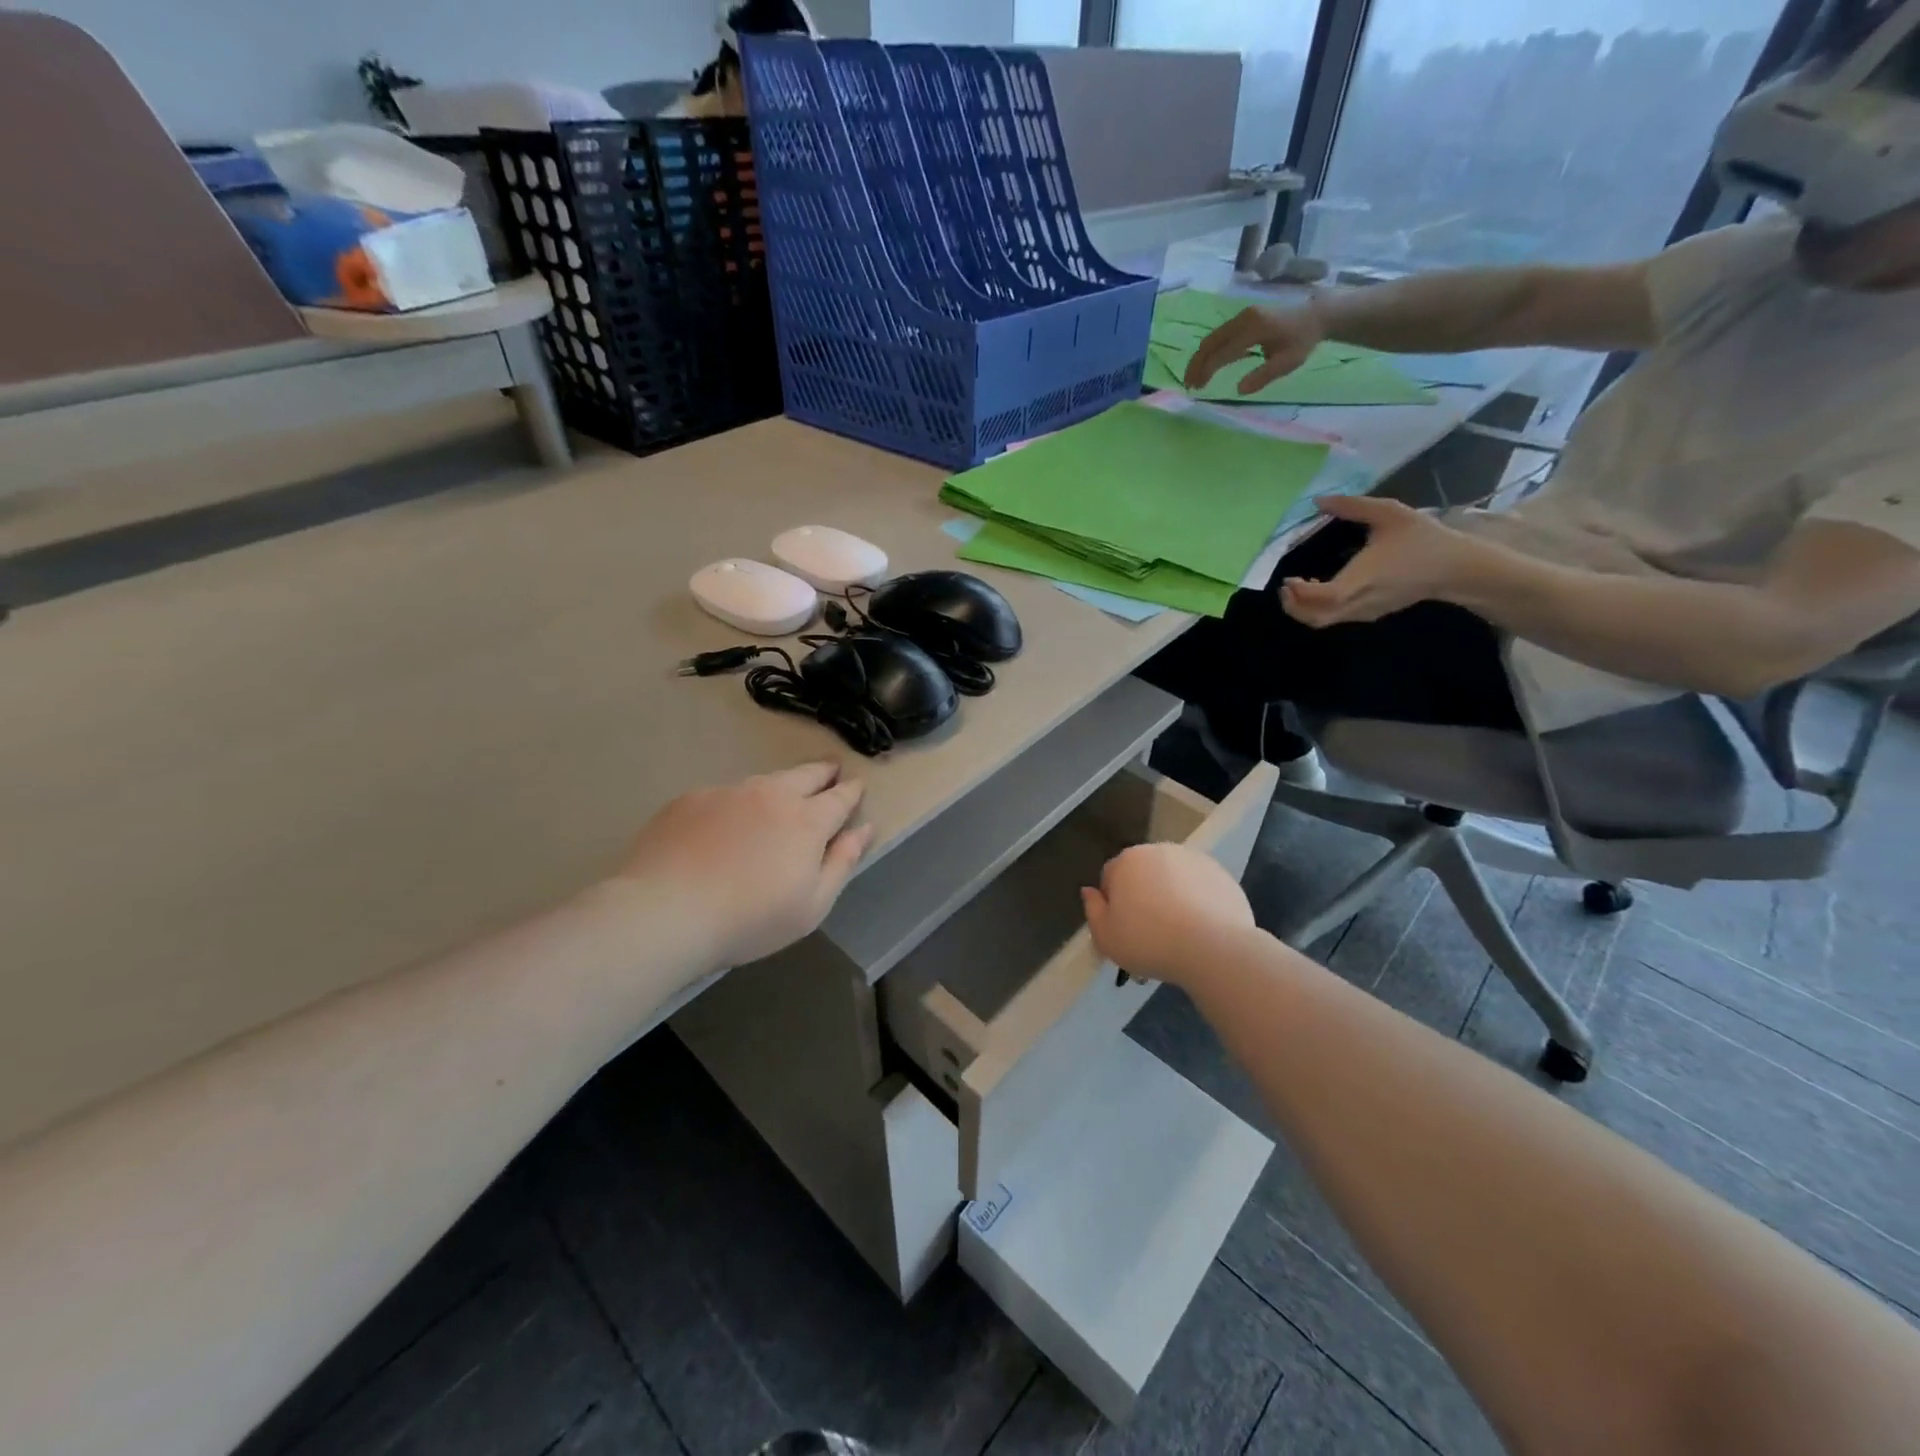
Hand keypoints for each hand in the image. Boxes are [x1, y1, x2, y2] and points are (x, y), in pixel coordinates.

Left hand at [612, 763, 873, 969]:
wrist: (665, 912)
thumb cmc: (750, 919)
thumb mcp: (812, 906)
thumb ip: (842, 862)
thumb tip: (864, 829)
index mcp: (807, 820)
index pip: (840, 797)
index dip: (852, 790)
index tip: (858, 785)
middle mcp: (771, 794)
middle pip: (806, 774)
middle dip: (823, 772)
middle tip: (830, 770)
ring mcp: (728, 792)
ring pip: (764, 781)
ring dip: (780, 786)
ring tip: (779, 797)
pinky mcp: (691, 799)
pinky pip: (725, 795)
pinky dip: (736, 804)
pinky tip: (724, 825)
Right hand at [1080, 842, 1254, 988]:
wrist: (1213, 948)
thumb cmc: (1149, 942)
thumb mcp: (1106, 937)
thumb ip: (1092, 911)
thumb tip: (1089, 891)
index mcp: (1126, 861)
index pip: (1110, 877)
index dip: (1113, 904)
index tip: (1123, 929)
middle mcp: (1158, 851)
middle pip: (1142, 873)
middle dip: (1143, 895)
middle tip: (1150, 932)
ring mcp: (1193, 859)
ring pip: (1172, 877)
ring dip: (1170, 895)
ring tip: (1179, 932)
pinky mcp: (1221, 873)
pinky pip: (1199, 886)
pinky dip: (1197, 901)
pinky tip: (1201, 928)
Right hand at [1185, 302, 1326, 395]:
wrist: (1314, 315)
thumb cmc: (1301, 341)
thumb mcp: (1288, 362)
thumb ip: (1263, 376)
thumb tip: (1239, 390)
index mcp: (1254, 328)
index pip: (1222, 352)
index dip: (1206, 370)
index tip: (1197, 388)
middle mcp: (1243, 319)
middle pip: (1209, 343)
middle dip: (1196, 365)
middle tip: (1189, 386)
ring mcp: (1241, 317)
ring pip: (1211, 339)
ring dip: (1200, 359)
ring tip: (1194, 379)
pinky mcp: (1241, 320)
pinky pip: (1219, 337)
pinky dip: (1209, 352)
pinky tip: (1207, 367)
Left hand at [1281, 496, 1482, 626]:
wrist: (1456, 567)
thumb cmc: (1422, 539)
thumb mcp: (1389, 513)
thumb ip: (1352, 506)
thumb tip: (1318, 500)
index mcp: (1363, 579)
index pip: (1324, 597)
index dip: (1300, 593)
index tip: (1290, 578)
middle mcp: (1360, 601)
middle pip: (1316, 618)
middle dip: (1293, 606)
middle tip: (1285, 587)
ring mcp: (1365, 612)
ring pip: (1324, 622)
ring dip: (1304, 609)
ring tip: (1297, 587)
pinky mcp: (1370, 614)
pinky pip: (1336, 618)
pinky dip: (1319, 609)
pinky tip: (1318, 588)